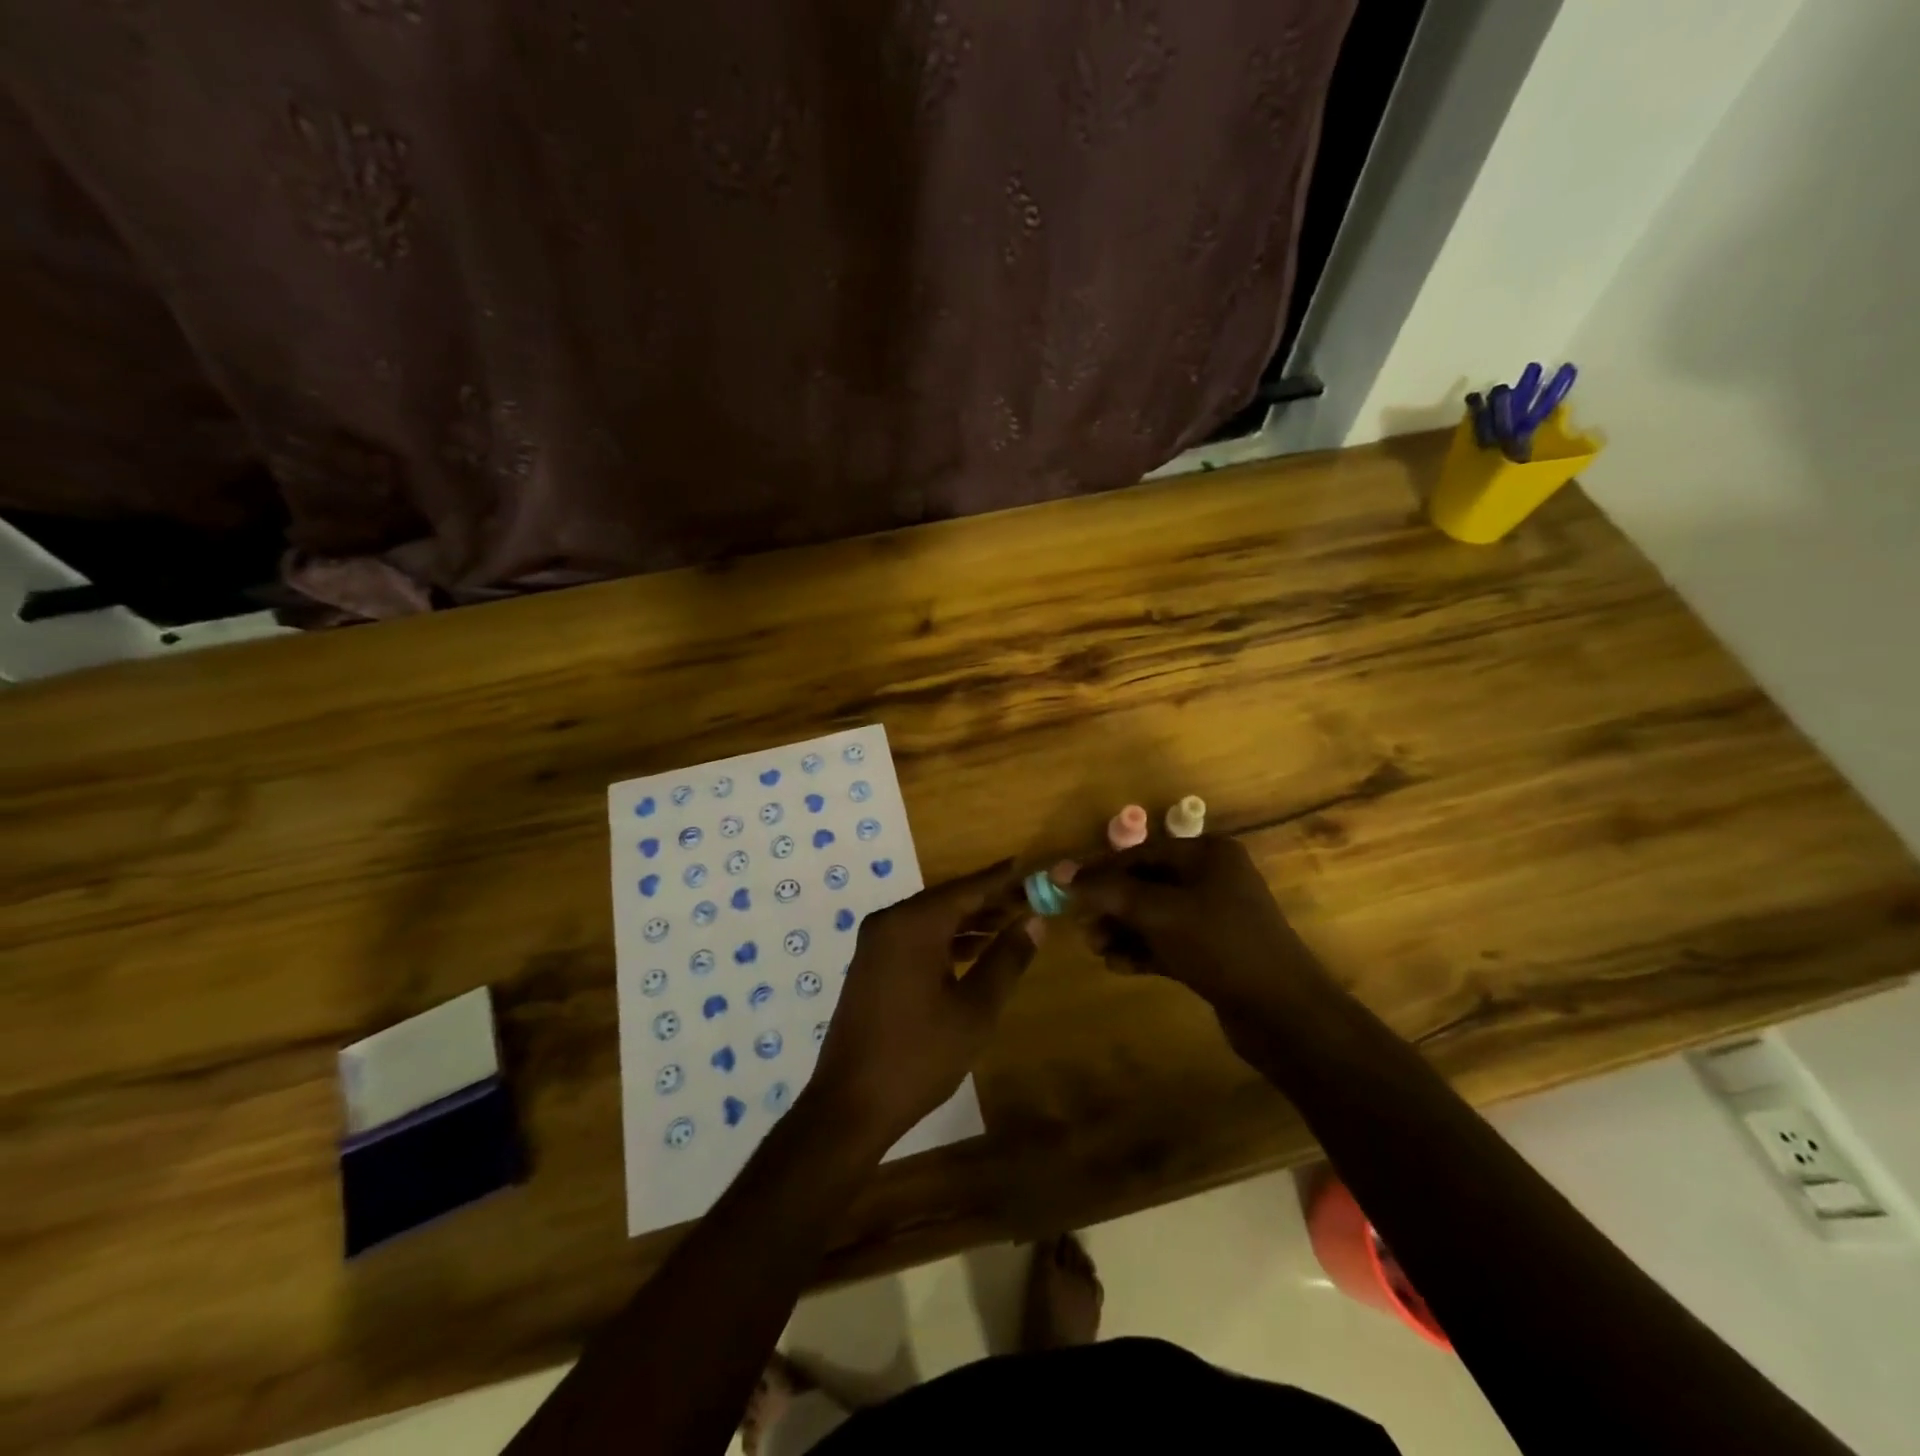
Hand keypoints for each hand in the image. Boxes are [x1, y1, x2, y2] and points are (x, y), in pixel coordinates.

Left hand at [810, 862, 1039, 1150]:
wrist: (850, 1105)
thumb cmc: (919, 1056)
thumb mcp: (975, 1009)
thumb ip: (1007, 959)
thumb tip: (1035, 920)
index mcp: (913, 924)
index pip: (969, 888)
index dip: (1005, 879)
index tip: (1036, 869)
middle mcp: (890, 922)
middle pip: (949, 899)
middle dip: (991, 900)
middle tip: (1033, 899)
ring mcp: (877, 943)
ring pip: (933, 919)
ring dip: (971, 921)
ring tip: (1014, 923)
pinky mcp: (873, 964)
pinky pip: (917, 937)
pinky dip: (948, 939)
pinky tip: (977, 950)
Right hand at [1067, 836, 1330, 1037]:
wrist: (1283, 1013)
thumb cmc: (1220, 945)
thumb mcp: (1158, 912)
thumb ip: (1108, 891)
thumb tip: (1059, 873)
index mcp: (1207, 855)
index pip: (1141, 853)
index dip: (1101, 871)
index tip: (1067, 891)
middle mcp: (1213, 878)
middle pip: (1146, 884)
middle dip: (1111, 906)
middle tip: (1083, 927)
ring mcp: (1216, 917)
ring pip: (1154, 916)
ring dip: (1123, 930)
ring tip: (1098, 949)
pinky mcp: (1215, 952)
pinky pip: (1168, 942)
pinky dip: (1143, 950)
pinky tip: (1119, 965)